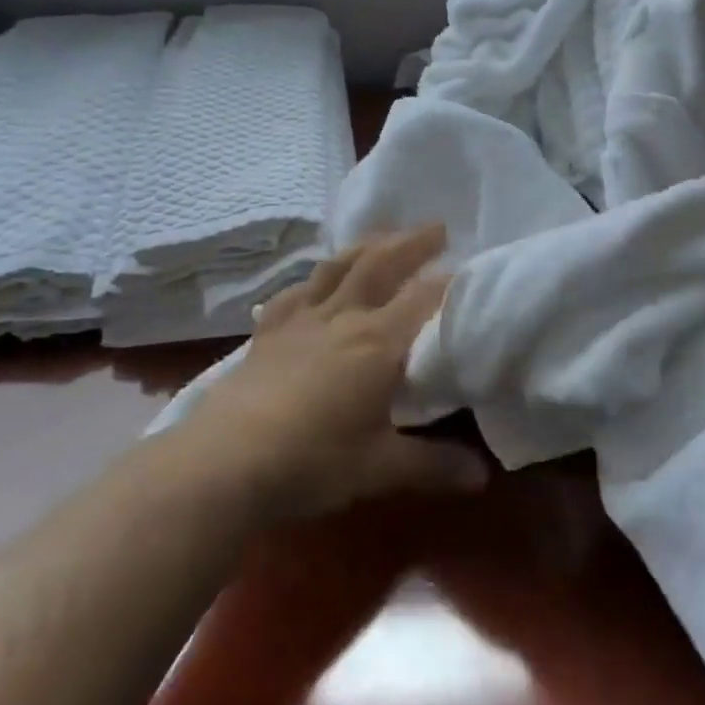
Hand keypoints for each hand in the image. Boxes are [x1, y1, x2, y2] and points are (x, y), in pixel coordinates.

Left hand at [182, 225, 490, 523]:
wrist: (222, 464)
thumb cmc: (312, 461)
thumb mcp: (380, 468)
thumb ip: (434, 464)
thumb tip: (482, 477)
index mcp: (377, 342)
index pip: (424, 298)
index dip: (450, 281)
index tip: (472, 270)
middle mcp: (342, 318)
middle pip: (380, 265)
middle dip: (412, 244)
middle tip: (438, 227)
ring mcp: (300, 321)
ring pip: (337, 269)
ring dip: (366, 247)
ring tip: (383, 238)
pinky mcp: (267, 334)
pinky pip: (293, 294)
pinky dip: (311, 281)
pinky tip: (314, 282)